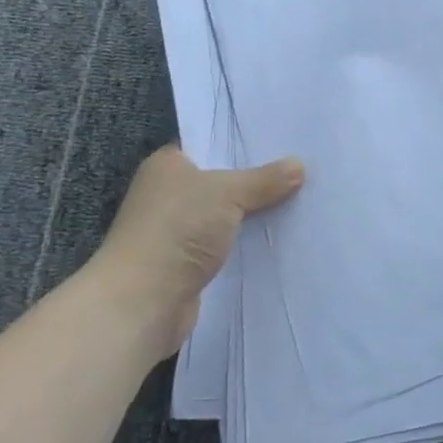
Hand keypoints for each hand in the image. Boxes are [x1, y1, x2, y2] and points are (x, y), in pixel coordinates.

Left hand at [88, 145, 304, 358]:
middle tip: (301, 168)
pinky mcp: (187, 263)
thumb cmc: (177, 230)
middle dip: (256, 179)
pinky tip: (279, 236)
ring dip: (253, 213)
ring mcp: (176, 230)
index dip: (243, 142)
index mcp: (167, 165)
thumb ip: (264, 179)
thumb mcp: (227, 193)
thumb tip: (299, 165)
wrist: (142, 303)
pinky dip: (246, 242)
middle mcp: (168, 193)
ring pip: (226, 214)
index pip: (210, 143)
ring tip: (299, 200)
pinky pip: (226, 243)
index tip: (282, 140)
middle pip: (222, 179)